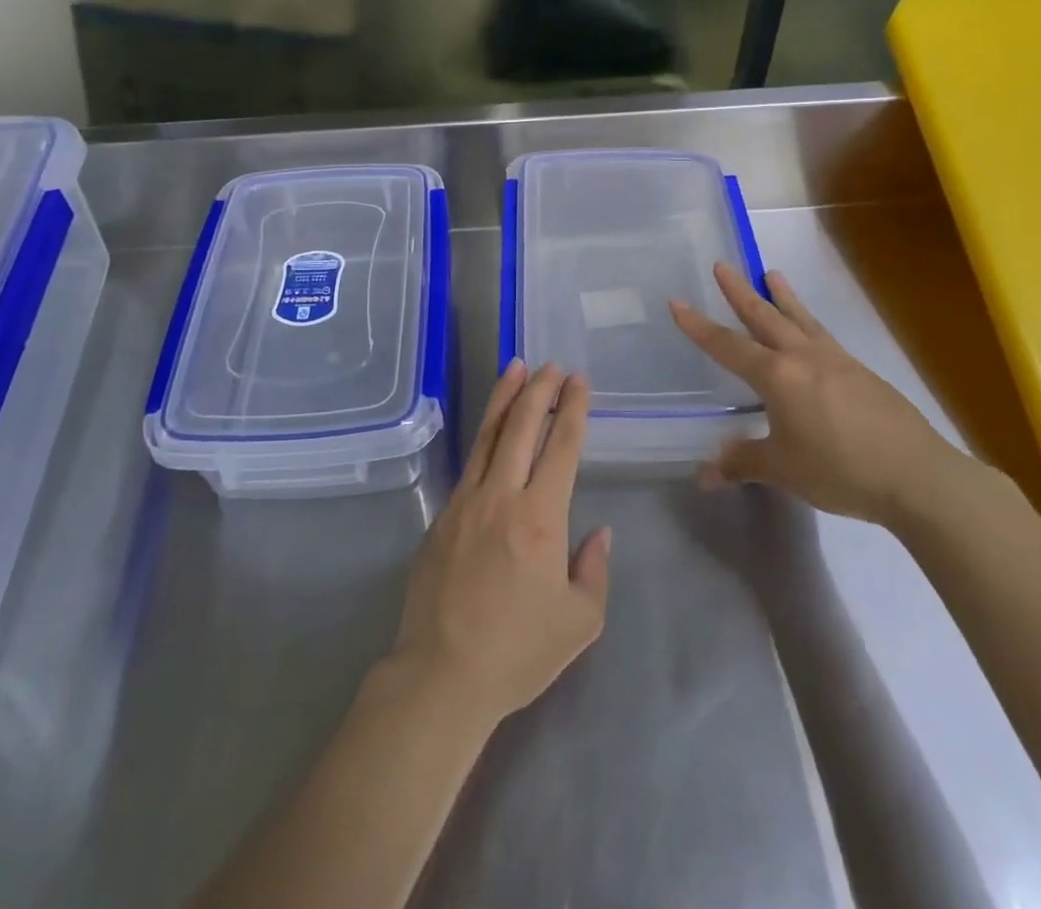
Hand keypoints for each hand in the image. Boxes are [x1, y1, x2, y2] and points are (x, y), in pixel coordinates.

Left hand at [385, 361, 611, 727]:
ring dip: (504, 398)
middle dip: (539, 390)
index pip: (561, 447)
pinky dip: (483, 436)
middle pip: (521, 427)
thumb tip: (599, 533)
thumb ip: (595, 570)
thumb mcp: (579, 622)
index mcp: (540, 517)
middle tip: (552, 366)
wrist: (442, 675)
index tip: (578, 382)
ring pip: (488, 435)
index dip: (572, 410)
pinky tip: (490, 429)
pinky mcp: (441, 516)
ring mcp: (465, 502)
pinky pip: (468, 464)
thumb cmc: (518, 652)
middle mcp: (501, 496)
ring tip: (515, 368)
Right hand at [671, 263, 961, 524]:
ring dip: (782, 296)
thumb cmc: (839, 469)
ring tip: (772, 273)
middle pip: (764, 316)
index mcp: (776, 376)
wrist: (917, 476)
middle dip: (739, 292)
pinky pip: (823, 336)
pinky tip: (810, 331)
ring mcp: (836, 360)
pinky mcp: (861, 372)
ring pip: (800, 319)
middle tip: (723, 265)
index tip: (677, 303)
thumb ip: (742, 464)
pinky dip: (808, 322)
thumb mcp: (782, 469)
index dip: (699, 327)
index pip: (727, 346)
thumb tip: (705, 475)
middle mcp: (803, 357)